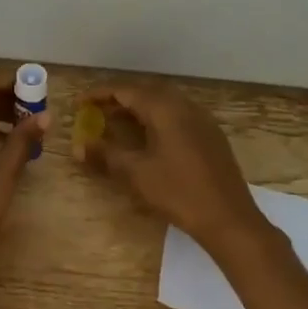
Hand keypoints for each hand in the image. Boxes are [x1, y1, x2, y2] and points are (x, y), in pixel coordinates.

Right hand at [81, 79, 276, 265]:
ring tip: (117, 121)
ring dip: (138, 108)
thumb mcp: (136, 174)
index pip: (125, 91)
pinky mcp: (211, 135)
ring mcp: (201, 120)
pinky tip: (149, 137)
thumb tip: (79, 147)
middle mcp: (184, 106)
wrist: (229, 218)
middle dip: (118, 98)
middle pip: (146, 92)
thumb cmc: (179, 192)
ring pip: (163, 103)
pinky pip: (177, 115)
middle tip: (96, 109)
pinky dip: (156, 118)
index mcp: (165, 109)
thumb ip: (105, 155)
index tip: (78, 102)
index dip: (99, 94)